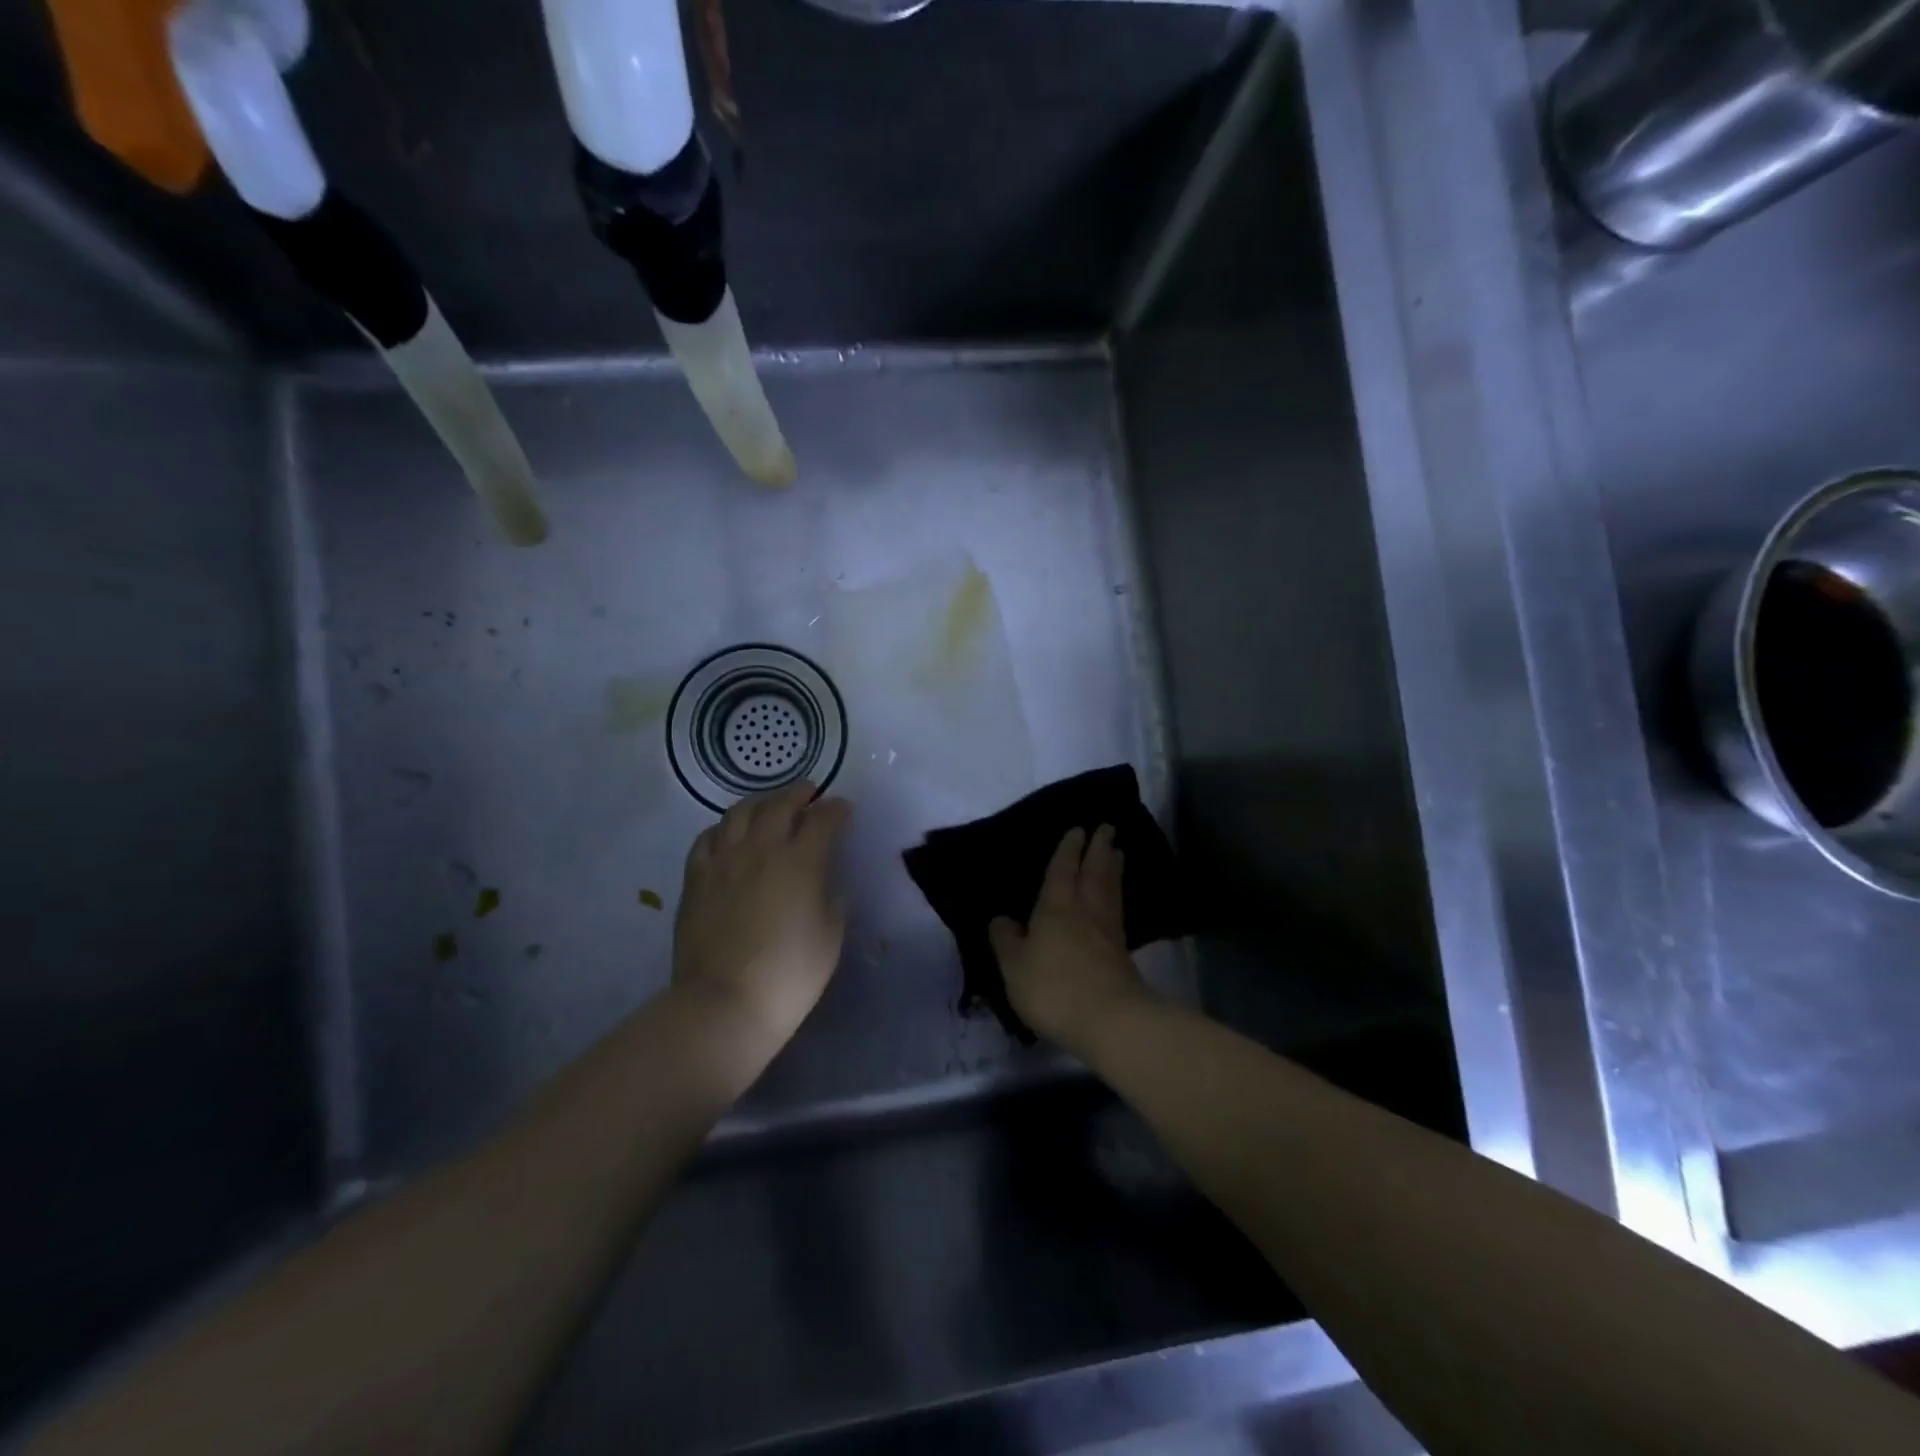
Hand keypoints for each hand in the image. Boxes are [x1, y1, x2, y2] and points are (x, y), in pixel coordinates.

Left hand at [673, 783, 851, 1055]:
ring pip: (740, 812)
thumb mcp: (830, 937)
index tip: (844, 808)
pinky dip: (724, 827)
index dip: (837, 809)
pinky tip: (729, 834)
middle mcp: (761, 849)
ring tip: (770, 805)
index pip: (823, 819)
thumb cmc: (789, 975)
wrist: (724, 1004)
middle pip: (780, 804)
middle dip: (799, 793)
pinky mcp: (695, 878)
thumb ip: (832, 900)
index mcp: (801, 861)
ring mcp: (723, 860)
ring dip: (761, 802)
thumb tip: (826, 883)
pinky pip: (708, 838)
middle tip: (810, 793)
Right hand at [988, 825, 1153, 1055]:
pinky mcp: (1122, 953)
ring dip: (1113, 868)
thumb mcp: (1014, 966)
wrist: (1109, 1019)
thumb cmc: (1053, 987)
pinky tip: (1117, 899)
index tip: (1078, 829)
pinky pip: (1118, 911)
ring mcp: (1107, 931)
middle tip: (1107, 828)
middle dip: (1099, 849)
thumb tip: (1001, 919)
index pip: (1063, 869)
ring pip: (1110, 889)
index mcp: (1056, 906)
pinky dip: (1117, 896)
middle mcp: (1085, 910)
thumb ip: (1005, 940)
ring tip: (1117, 853)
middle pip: (1094, 872)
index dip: (1068, 849)